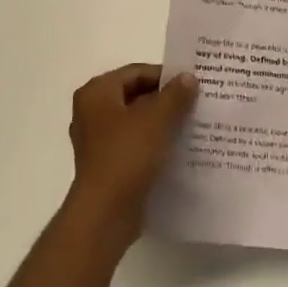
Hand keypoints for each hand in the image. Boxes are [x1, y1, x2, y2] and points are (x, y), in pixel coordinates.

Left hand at [67, 63, 196, 242]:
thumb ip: (175, 95)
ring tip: (192, 125)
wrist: (105, 214)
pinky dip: (153, 144)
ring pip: (136, 122)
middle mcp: (91, 112)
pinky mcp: (106, 165)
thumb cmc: (127, 156)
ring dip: (161, 123)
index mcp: (97, 93)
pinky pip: (134, 145)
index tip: (192, 84)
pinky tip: (177, 150)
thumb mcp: (157, 119)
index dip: (165, 76)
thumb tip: (188, 77)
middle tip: (196, 103)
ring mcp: (97, 141)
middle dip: (165, 100)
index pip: (136, 72)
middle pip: (135, 96)